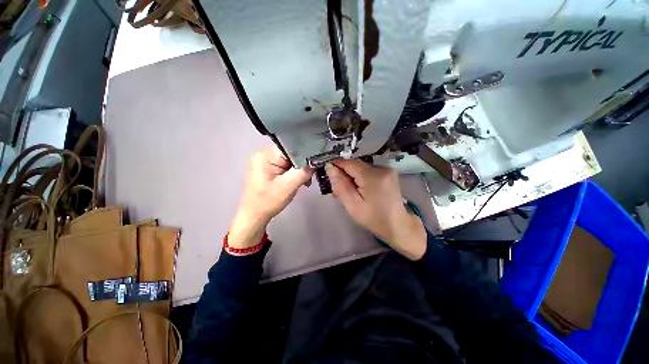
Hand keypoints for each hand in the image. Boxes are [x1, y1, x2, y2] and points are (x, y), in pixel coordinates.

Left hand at [228, 147, 313, 247]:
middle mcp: (264, 154)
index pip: (291, 148)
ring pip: (290, 160)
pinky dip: (294, 173)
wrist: (255, 215)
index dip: (305, 155)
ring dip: (299, 170)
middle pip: (291, 153)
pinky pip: (286, 166)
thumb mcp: (288, 186)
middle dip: (302, 165)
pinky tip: (298, 181)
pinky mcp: (269, 168)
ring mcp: (266, 161)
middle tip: (310, 177)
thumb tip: (316, 161)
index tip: (315, 165)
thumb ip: (303, 172)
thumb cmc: (268, 202)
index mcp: (265, 156)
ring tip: (305, 182)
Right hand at [325, 160, 426, 259]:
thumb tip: (330, 168)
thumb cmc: (374, 218)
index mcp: (373, 177)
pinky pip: (369, 171)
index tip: (327, 172)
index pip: (349, 163)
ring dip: (352, 175)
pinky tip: (359, 188)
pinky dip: (361, 177)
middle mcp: (382, 168)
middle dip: (344, 173)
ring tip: (347, 190)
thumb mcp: (353, 205)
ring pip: (361, 168)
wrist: (397, 225)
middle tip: (336, 187)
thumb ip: (340, 185)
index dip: (336, 165)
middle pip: (356, 165)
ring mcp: (387, 169)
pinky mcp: (389, 173)